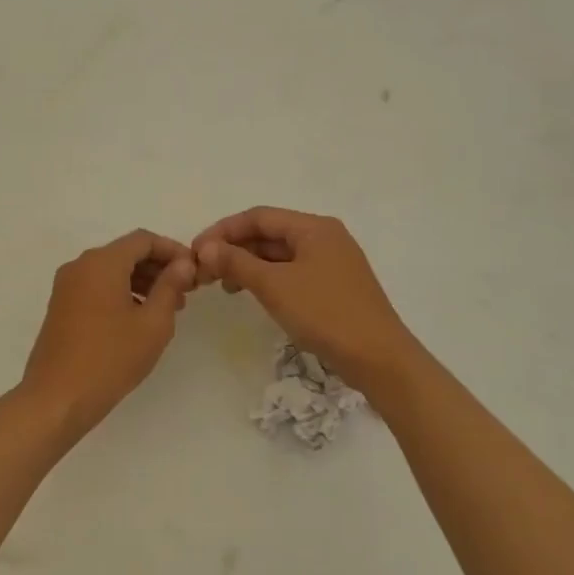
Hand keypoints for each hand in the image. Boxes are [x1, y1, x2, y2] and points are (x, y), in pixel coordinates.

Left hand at [20, 229, 196, 436]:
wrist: (57, 398)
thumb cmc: (110, 358)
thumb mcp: (153, 324)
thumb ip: (170, 286)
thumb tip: (183, 263)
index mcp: (102, 262)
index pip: (143, 240)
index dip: (173, 250)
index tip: (194, 271)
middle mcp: (80, 266)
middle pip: (126, 252)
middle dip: (157, 267)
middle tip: (185, 292)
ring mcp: (66, 286)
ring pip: (111, 271)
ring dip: (141, 281)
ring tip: (167, 309)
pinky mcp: (61, 306)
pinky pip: (96, 287)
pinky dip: (121, 292)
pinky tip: (138, 319)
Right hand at [192, 207, 417, 386]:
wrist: (378, 357)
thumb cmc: (325, 313)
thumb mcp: (275, 286)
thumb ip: (238, 263)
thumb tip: (206, 248)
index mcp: (314, 227)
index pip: (259, 217)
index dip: (223, 230)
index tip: (195, 251)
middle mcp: (324, 237)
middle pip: (270, 234)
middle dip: (234, 249)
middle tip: (204, 271)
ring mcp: (331, 262)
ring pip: (280, 255)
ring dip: (249, 265)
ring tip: (224, 286)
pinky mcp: (333, 286)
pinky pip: (292, 272)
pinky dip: (268, 279)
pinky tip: (252, 295)